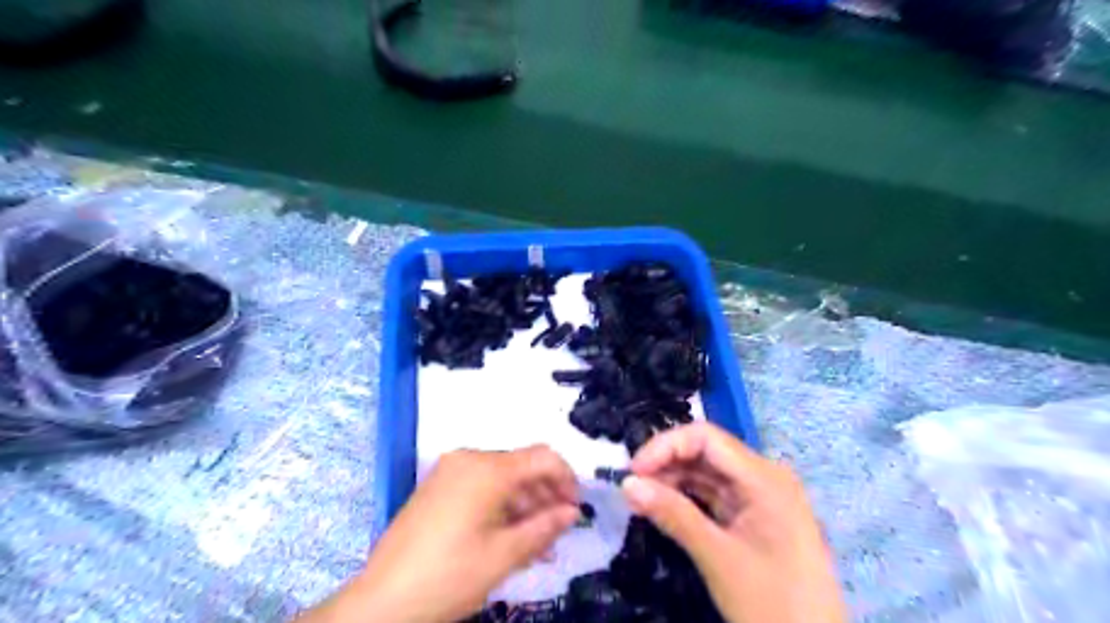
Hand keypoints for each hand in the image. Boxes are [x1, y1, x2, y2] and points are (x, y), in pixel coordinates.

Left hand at [298, 448, 575, 622]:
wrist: (382, 601)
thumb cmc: (449, 576)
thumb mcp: (504, 555)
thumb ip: (544, 527)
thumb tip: (571, 512)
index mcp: (488, 469)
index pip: (543, 457)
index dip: (567, 479)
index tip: (575, 509)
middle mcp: (469, 459)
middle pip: (522, 465)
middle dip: (545, 495)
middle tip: (557, 530)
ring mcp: (450, 470)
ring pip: (502, 476)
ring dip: (524, 503)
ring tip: (536, 542)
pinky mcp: (438, 485)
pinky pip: (481, 484)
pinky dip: (501, 504)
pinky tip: (508, 535)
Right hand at [620, 421, 845, 622]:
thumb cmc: (772, 603)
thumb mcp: (717, 557)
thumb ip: (673, 514)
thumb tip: (627, 484)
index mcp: (764, 477)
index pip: (706, 438)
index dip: (665, 446)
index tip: (633, 470)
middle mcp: (764, 476)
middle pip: (706, 452)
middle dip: (666, 463)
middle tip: (631, 486)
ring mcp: (761, 496)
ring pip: (708, 472)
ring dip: (673, 480)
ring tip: (640, 497)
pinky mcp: (755, 516)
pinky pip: (715, 493)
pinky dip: (688, 497)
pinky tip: (664, 506)